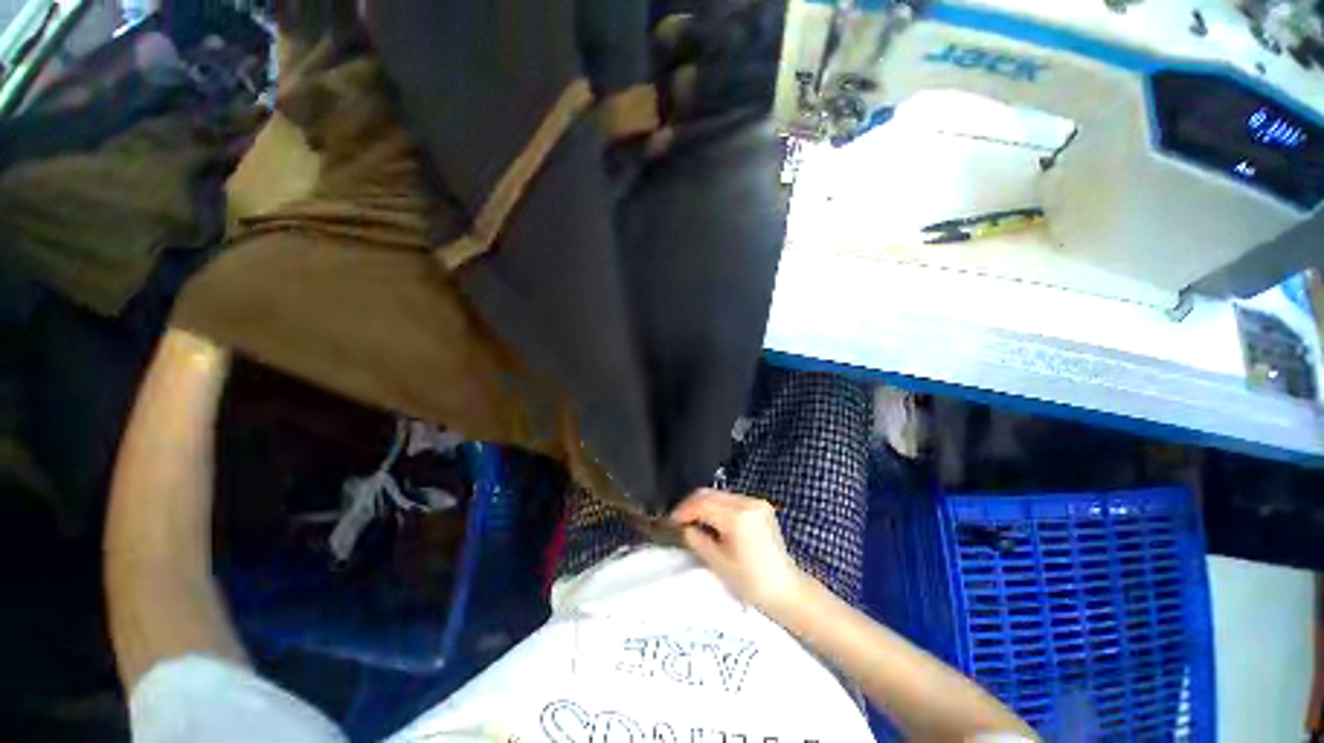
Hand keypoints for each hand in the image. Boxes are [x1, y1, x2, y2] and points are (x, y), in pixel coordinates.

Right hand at [670, 489, 809, 615]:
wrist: (786, 590)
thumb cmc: (751, 582)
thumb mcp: (718, 562)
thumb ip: (697, 539)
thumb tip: (684, 527)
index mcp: (737, 516)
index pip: (702, 503)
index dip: (683, 510)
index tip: (671, 521)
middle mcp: (748, 502)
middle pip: (710, 493)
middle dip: (692, 504)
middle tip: (679, 519)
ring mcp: (756, 502)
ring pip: (720, 494)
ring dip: (704, 504)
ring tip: (693, 521)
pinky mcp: (761, 506)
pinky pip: (732, 500)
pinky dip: (718, 506)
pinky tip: (712, 521)